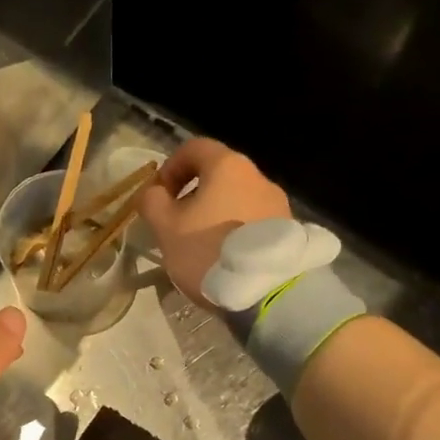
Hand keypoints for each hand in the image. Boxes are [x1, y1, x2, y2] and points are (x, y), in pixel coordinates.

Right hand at [136, 139, 291, 305]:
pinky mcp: (287, 228)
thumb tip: (154, 193)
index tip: (159, 196)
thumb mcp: (166, 228)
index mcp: (227, 166)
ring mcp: (277, 202)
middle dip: (192, 193)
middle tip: (176, 223)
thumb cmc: (208, 251)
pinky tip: (225, 256)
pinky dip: (234, 229)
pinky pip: (252, 219)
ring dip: (214, 213)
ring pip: (236, 197)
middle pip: (217, 174)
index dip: (170, 167)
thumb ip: (152, 202)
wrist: (266, 291)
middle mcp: (257, 175)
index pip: (193, 148)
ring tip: (201, 245)